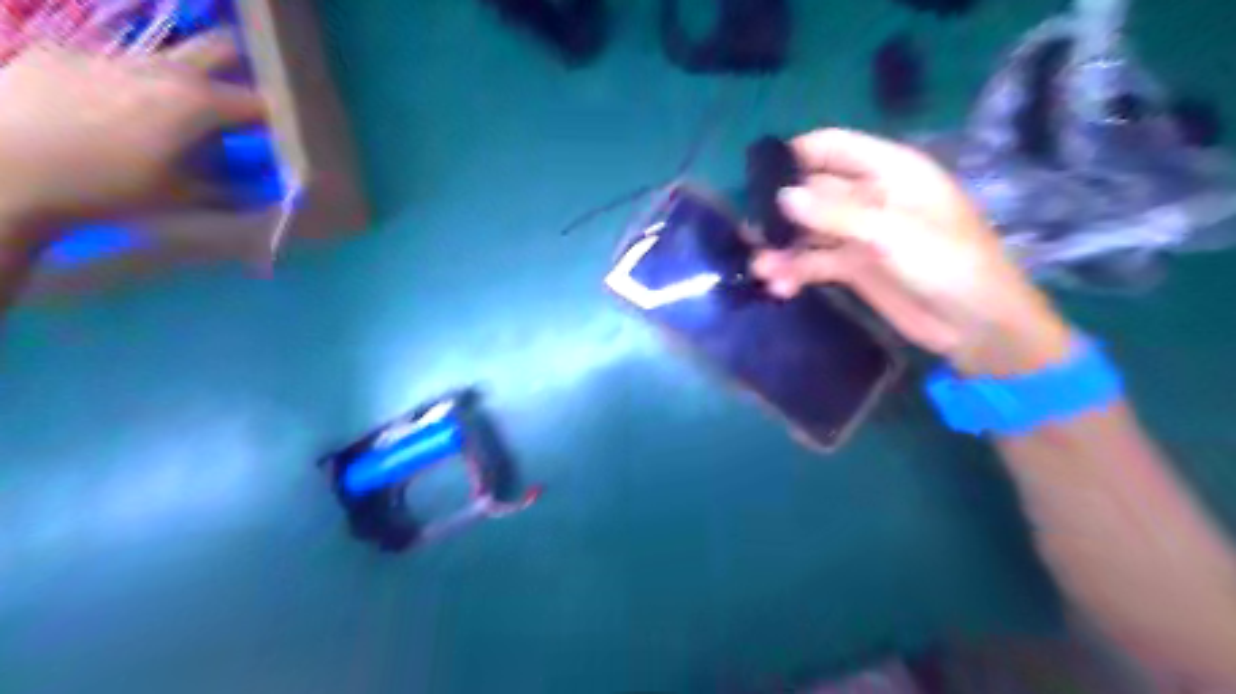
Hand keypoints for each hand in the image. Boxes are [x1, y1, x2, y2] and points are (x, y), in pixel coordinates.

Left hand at [0, 29, 267, 242]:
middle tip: (250, 94)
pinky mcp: (65, 55)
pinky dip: (135, 83)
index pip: (262, 101)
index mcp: (197, 103)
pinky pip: (118, 62)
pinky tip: (116, 112)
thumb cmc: (110, 190)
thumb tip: (264, 188)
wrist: (4, 171)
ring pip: (168, 54)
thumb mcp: (186, 198)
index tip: (293, 130)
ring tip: (180, 112)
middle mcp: (160, 68)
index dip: (284, 114)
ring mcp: (110, 56)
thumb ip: (234, 188)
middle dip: (246, 65)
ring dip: (188, 77)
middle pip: (221, 47)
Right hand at [753, 130, 1072, 378]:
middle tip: (751, 233)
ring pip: (809, 231)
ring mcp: (859, 234)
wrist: (975, 325)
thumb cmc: (948, 264)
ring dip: (784, 248)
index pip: (833, 147)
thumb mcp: (892, 233)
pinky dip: (796, 273)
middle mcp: (869, 197)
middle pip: (813, 191)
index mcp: (889, 171)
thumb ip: (836, 214)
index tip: (757, 175)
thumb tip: (783, 196)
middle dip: (781, 211)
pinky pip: (815, 262)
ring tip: (761, 269)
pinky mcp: (853, 267)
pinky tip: (781, 287)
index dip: (796, 155)